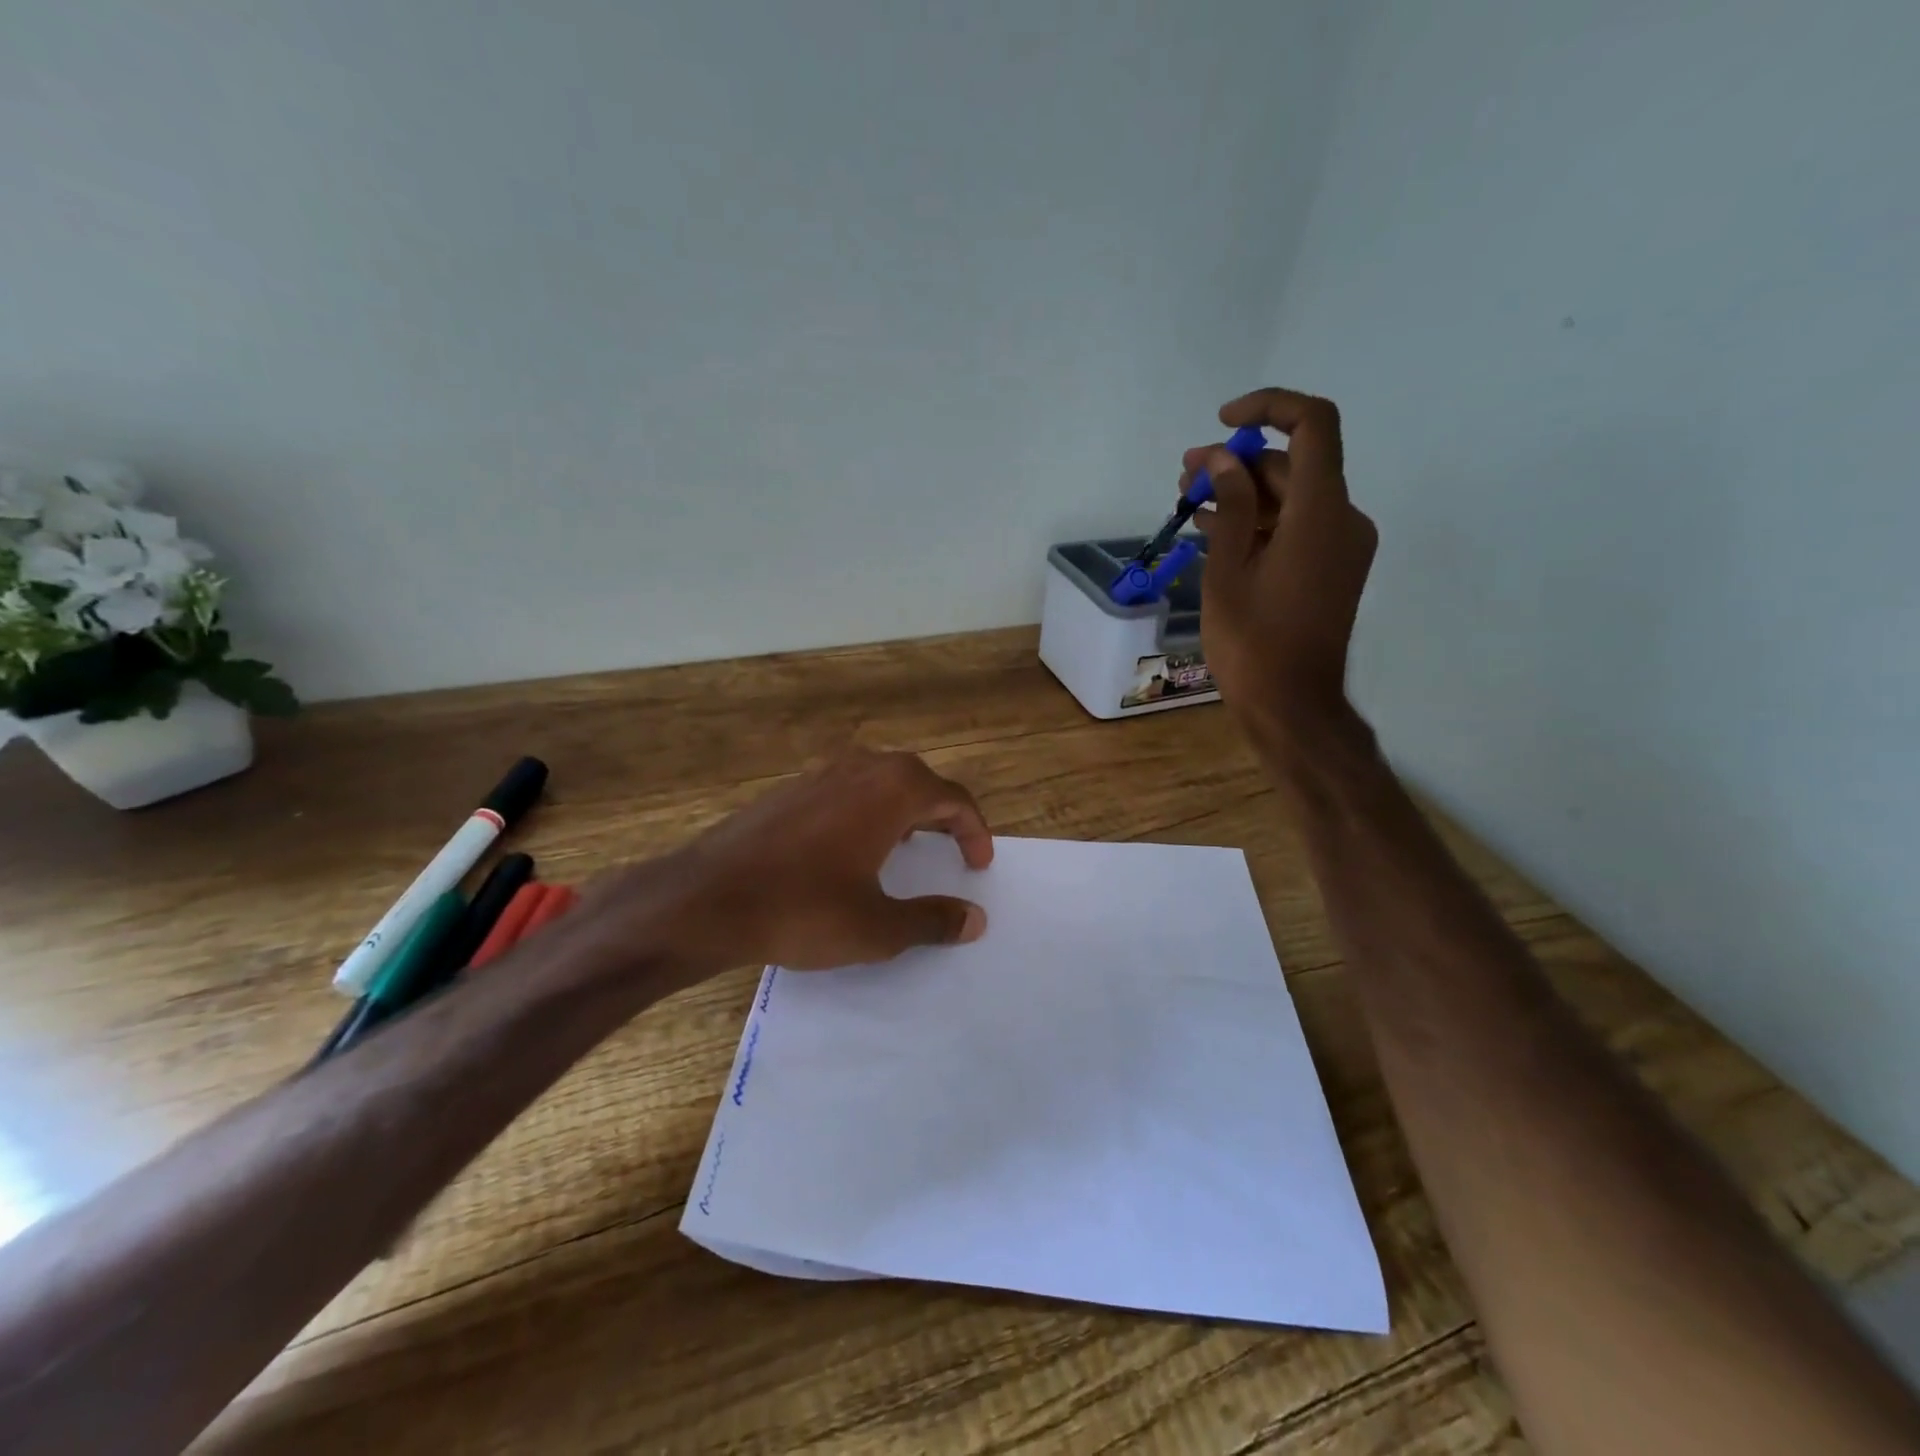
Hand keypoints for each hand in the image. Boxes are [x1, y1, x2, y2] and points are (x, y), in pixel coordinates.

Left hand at [606, 749, 993, 977]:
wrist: (706, 899)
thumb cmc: (802, 909)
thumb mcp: (878, 927)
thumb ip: (932, 920)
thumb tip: (974, 919)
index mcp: (892, 790)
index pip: (953, 799)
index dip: (974, 831)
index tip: (979, 864)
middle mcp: (860, 768)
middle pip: (918, 781)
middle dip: (941, 815)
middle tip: (949, 851)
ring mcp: (819, 773)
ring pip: (879, 781)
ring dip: (903, 810)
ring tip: (906, 848)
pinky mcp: (789, 789)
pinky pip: (845, 790)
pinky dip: (866, 811)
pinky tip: (849, 850)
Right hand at [1185, 388, 1376, 738]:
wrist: (1291, 705)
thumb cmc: (1252, 642)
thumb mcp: (1227, 571)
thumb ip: (1231, 505)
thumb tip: (1221, 459)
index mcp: (1321, 513)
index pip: (1313, 425)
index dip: (1270, 408)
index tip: (1223, 423)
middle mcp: (1342, 519)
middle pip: (1293, 466)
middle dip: (1236, 463)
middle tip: (1184, 476)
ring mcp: (1340, 546)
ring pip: (1291, 498)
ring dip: (1243, 494)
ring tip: (1188, 503)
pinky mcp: (1330, 568)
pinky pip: (1295, 528)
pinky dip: (1258, 523)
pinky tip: (1214, 530)